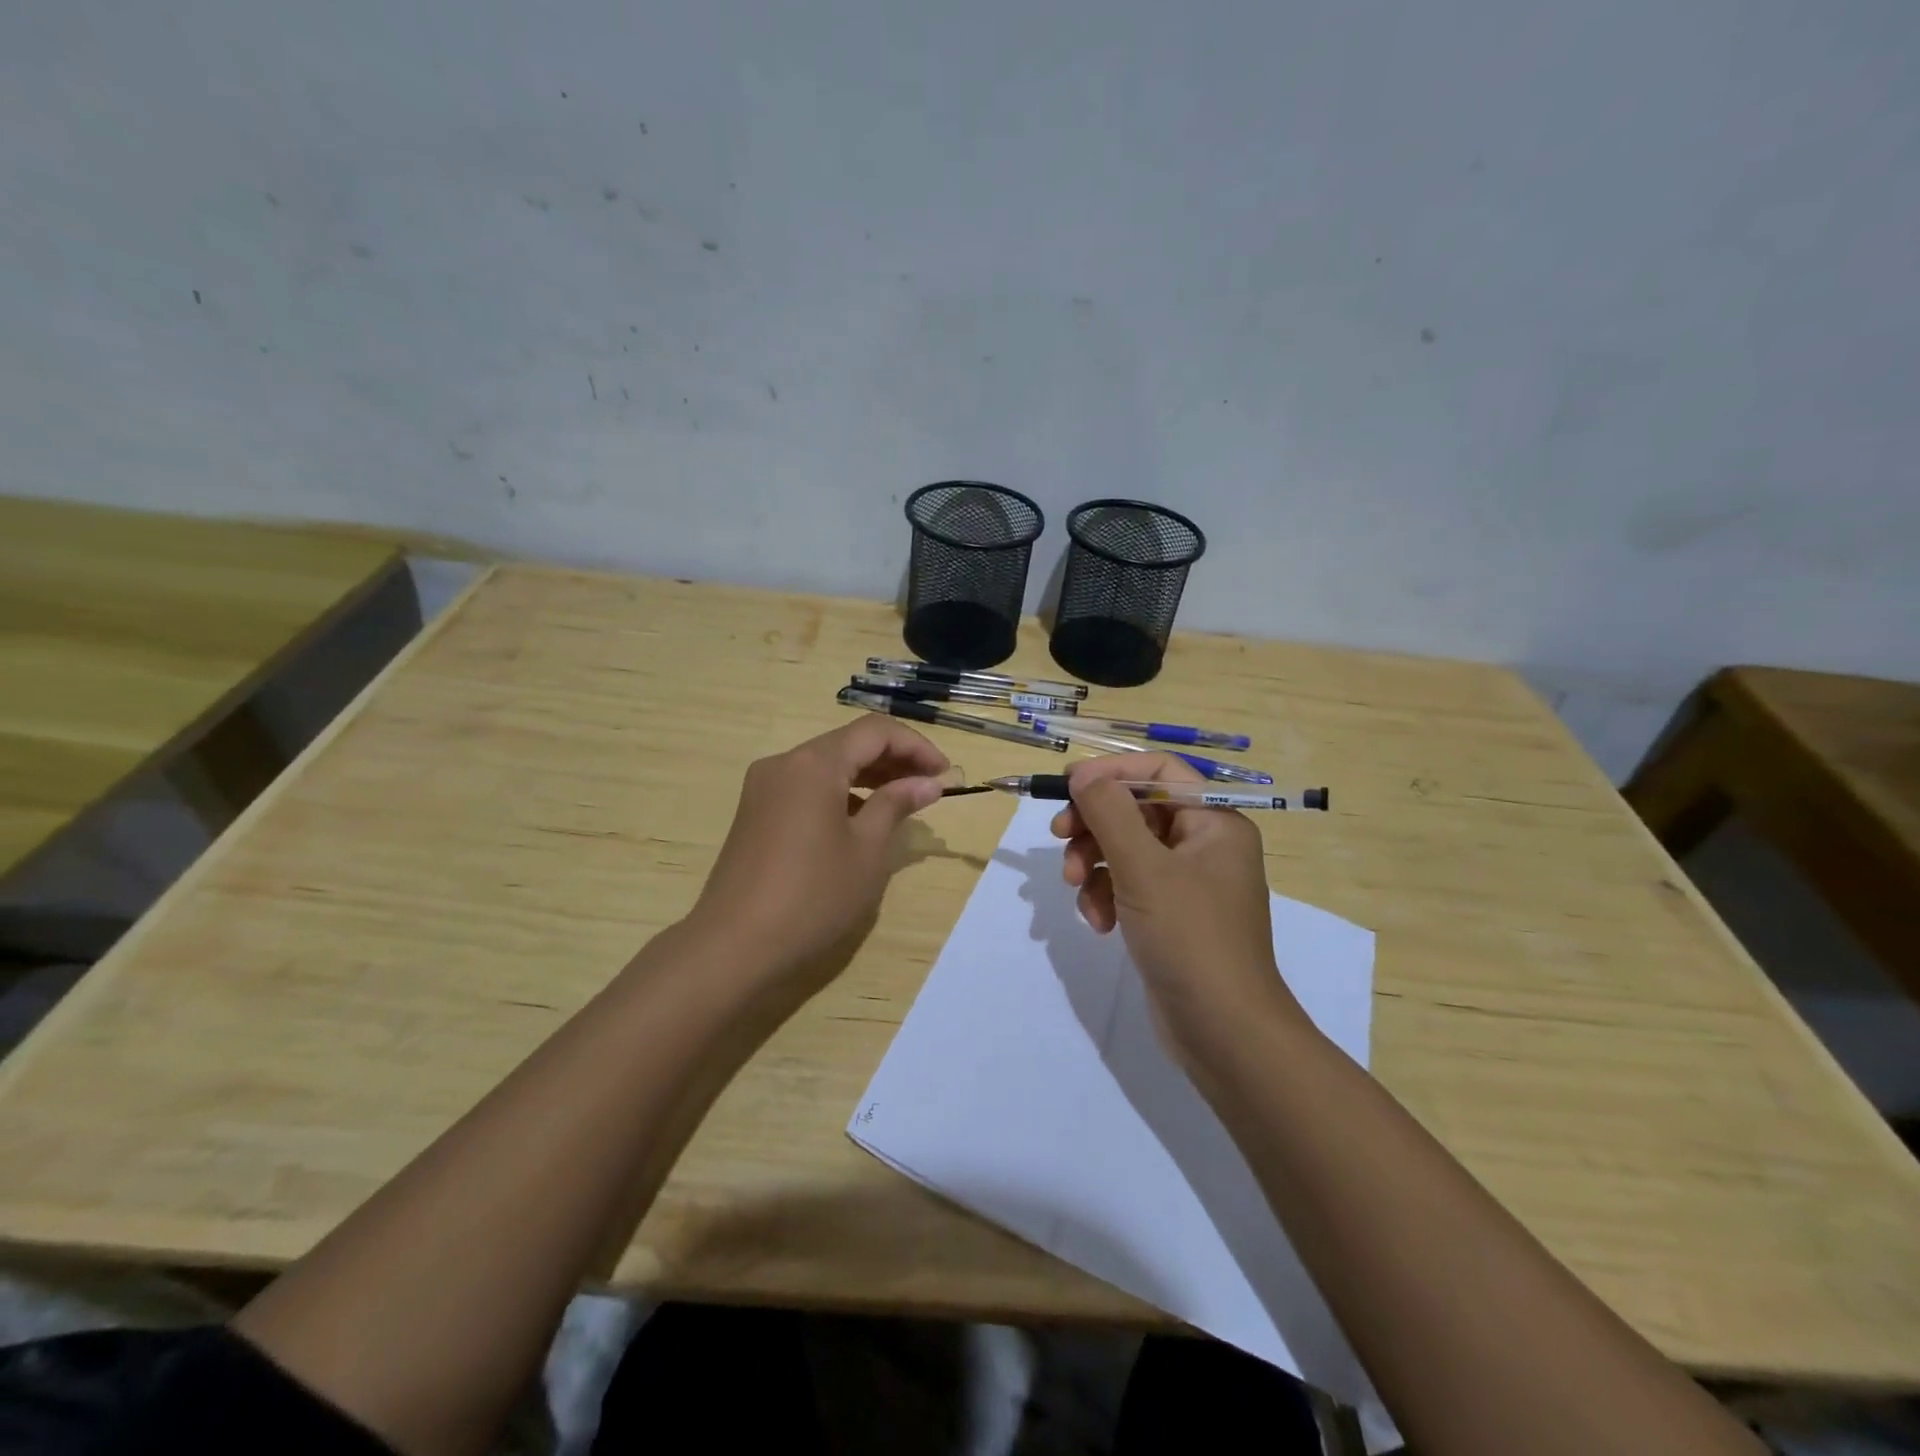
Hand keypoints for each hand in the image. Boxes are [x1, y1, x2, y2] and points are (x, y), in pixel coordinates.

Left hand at [688, 718, 949, 993]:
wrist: (734, 946)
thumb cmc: (813, 896)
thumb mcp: (867, 850)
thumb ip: (897, 805)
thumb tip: (928, 782)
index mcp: (814, 764)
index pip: (875, 732)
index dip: (916, 746)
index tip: (945, 774)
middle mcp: (785, 763)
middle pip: (848, 743)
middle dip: (894, 759)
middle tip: (930, 787)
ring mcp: (764, 788)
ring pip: (826, 765)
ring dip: (868, 776)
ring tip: (903, 802)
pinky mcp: (755, 812)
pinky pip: (806, 787)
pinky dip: (840, 793)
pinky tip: (861, 819)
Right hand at [1050, 754, 1303, 1064]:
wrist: (1225, 1033)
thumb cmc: (1190, 938)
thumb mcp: (1144, 868)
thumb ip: (1110, 813)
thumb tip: (1083, 774)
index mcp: (1214, 823)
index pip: (1160, 772)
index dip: (1113, 772)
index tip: (1068, 784)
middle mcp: (1204, 846)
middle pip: (1137, 810)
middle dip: (1094, 824)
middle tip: (1059, 836)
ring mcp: (1188, 884)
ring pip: (1126, 850)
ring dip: (1093, 864)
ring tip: (1076, 890)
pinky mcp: (1170, 916)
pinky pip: (1129, 886)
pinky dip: (1107, 896)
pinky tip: (1099, 922)